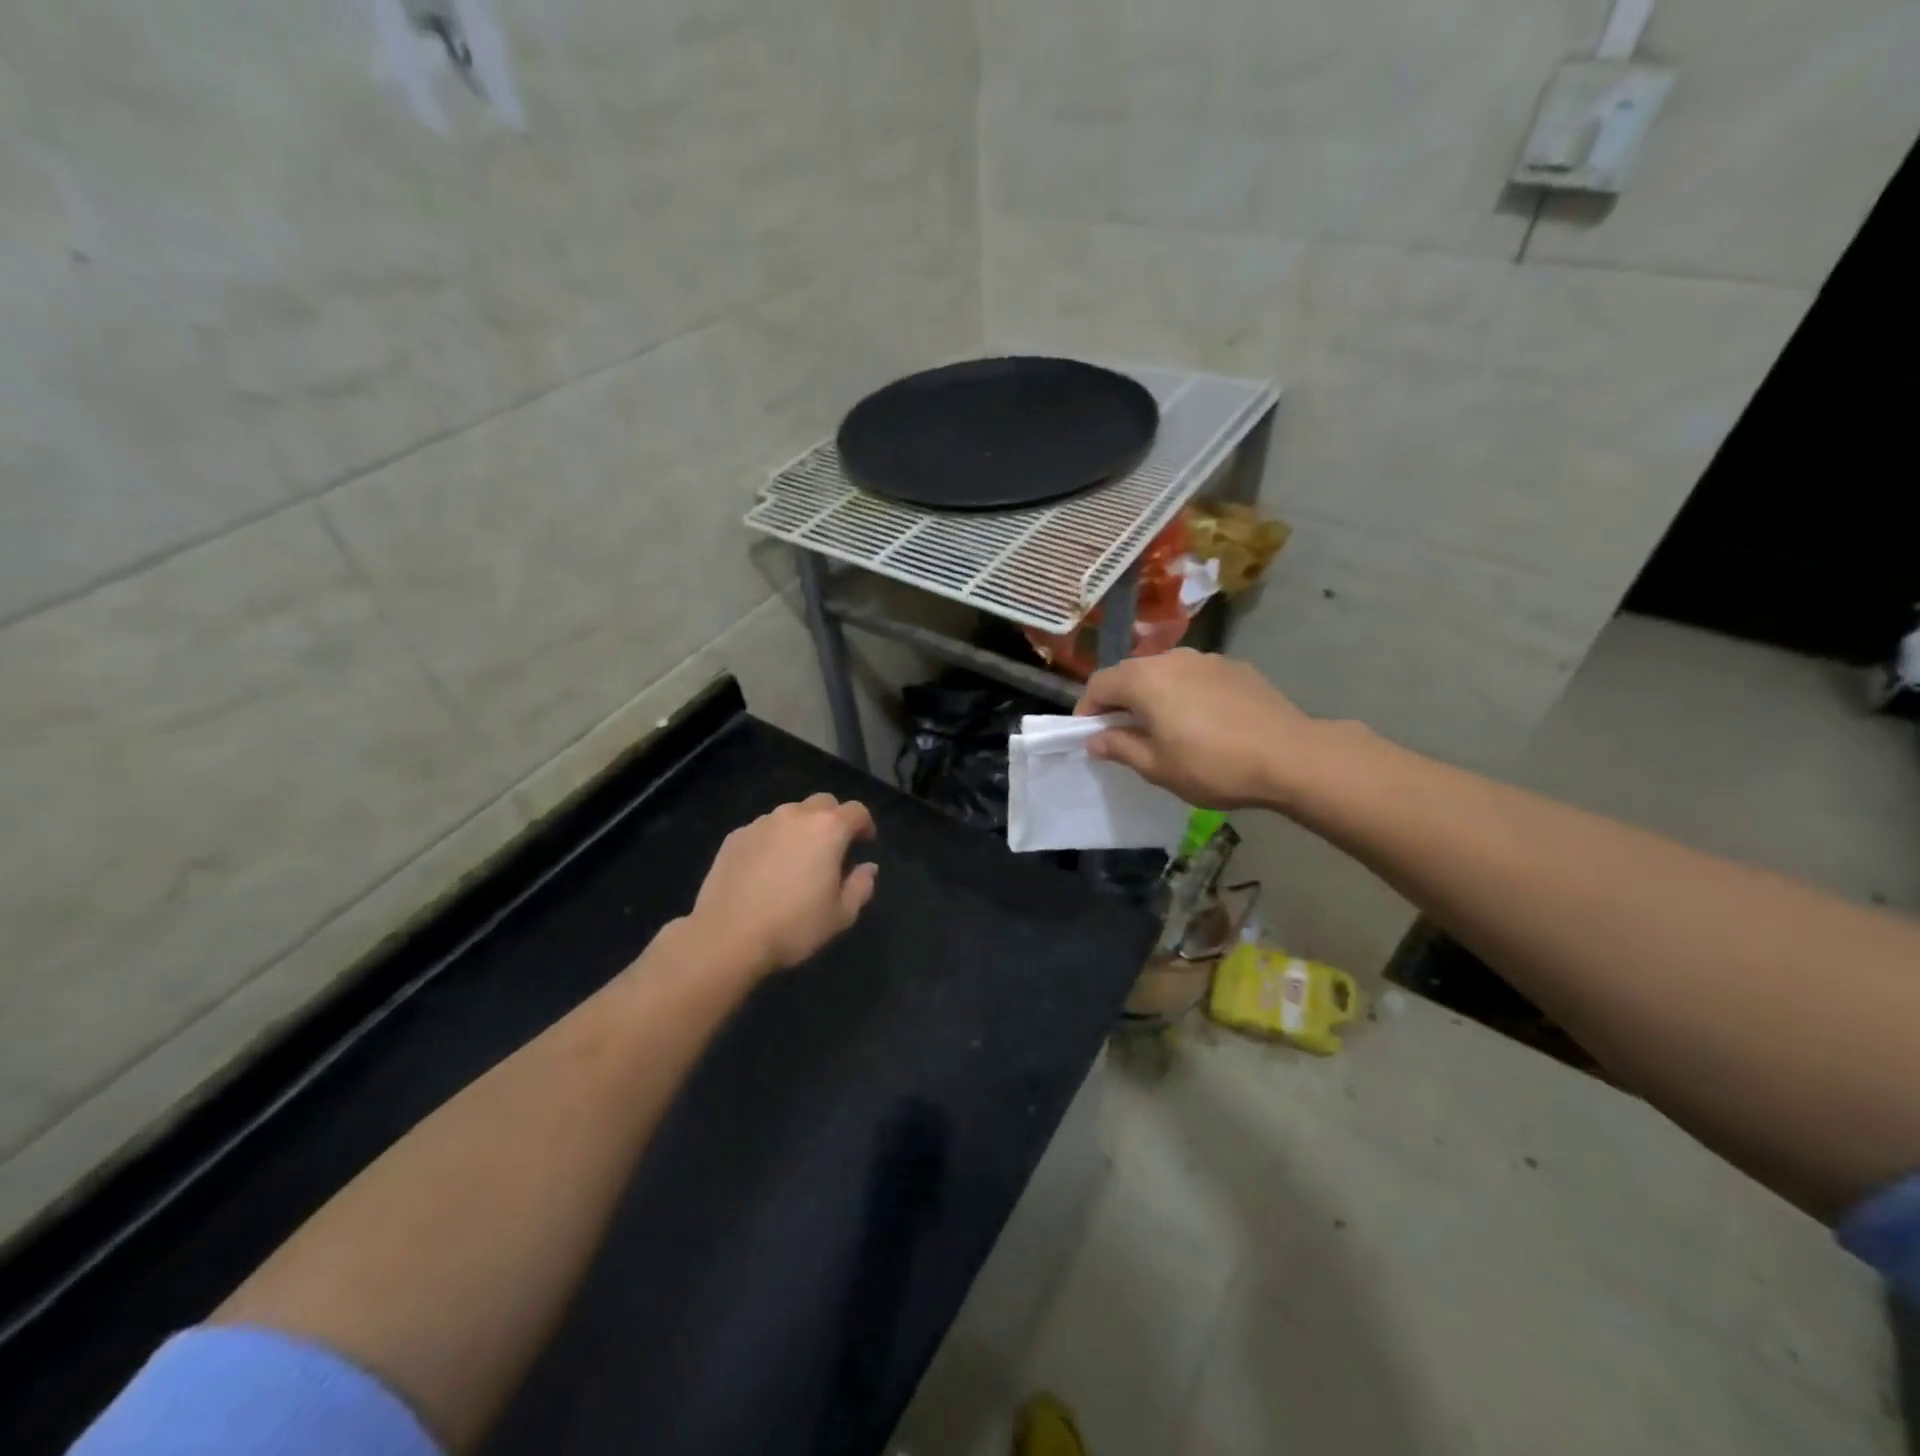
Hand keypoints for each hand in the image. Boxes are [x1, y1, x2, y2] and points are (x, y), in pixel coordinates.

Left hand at [689, 794, 878, 974]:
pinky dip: (773, 840)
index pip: (856, 811)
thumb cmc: (793, 926)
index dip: (865, 824)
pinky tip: (767, 869)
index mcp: (828, 829)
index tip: (865, 843)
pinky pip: (763, 829)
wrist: (727, 936)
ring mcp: (761, 823)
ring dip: (801, 828)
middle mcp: (795, 816)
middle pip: (823, 803)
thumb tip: (868, 868)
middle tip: (833, 848)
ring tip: (797, 858)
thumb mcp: (840, 915)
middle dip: (834, 819)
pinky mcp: (735, 836)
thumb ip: (861, 886)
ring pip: (791, 814)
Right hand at [1076, 649, 1315, 809]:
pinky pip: (1195, 677)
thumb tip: (1095, 739)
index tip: (1090, 736)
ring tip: (1164, 728)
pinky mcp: (1235, 668)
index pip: (1099, 684)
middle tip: (1123, 734)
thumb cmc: (1213, 765)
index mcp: (1145, 679)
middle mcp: (1172, 658)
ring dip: (1153, 696)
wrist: (1291, 756)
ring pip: (1164, 673)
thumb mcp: (1157, 767)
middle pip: (1131, 673)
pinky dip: (1185, 694)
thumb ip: (1119, 747)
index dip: (1088, 709)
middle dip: (1120, 701)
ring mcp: (1207, 659)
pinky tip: (1202, 722)